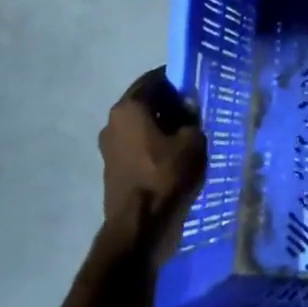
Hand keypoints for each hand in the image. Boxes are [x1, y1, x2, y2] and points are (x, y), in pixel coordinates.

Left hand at [94, 66, 207, 270]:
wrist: (141, 227)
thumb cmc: (167, 176)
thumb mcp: (193, 141)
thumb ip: (191, 118)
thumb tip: (187, 108)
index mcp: (129, 107)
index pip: (155, 78)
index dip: (178, 79)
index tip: (197, 85)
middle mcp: (113, 122)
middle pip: (146, 102)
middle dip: (171, 103)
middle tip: (198, 110)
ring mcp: (109, 147)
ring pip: (141, 125)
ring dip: (163, 126)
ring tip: (190, 135)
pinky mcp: (113, 168)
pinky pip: (138, 145)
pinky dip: (155, 145)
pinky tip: (176, 156)